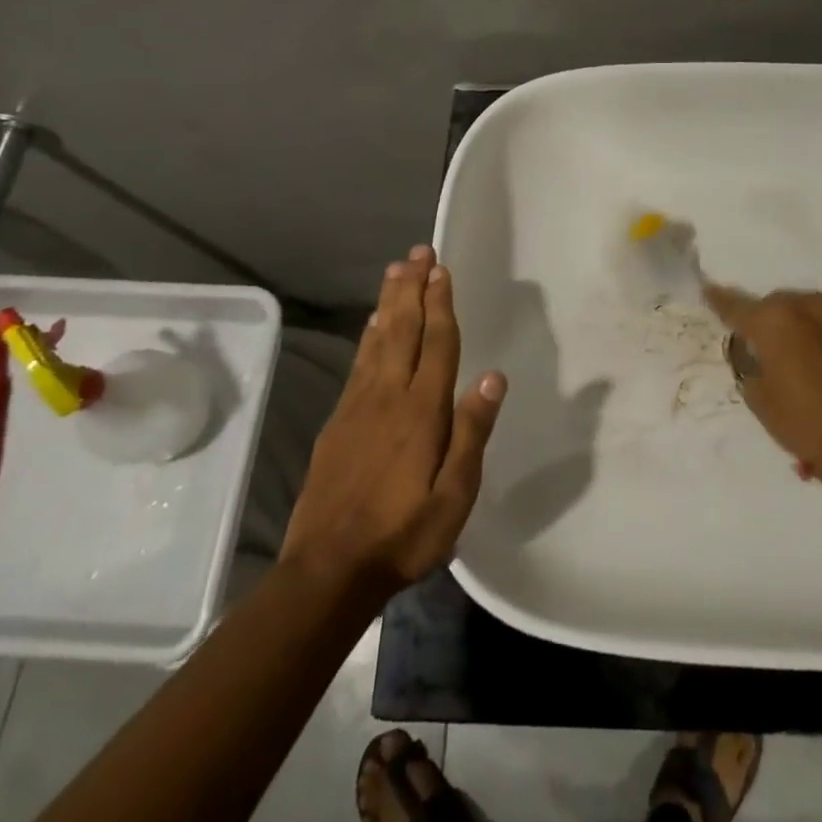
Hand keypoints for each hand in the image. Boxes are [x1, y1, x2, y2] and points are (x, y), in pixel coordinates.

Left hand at [282, 246, 505, 604]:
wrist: (328, 569)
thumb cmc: (404, 534)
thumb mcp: (455, 494)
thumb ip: (472, 431)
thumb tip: (493, 375)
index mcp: (422, 410)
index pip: (436, 343)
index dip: (440, 304)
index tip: (441, 269)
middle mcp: (389, 396)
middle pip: (403, 329)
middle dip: (412, 288)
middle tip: (417, 252)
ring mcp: (358, 406)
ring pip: (377, 340)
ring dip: (388, 302)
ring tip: (395, 271)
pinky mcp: (338, 421)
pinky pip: (358, 363)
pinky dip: (368, 335)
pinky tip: (372, 325)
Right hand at [703, 285, 821, 490]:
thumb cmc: (804, 422)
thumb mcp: (759, 398)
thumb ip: (751, 366)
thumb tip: (759, 356)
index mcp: (772, 321)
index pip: (736, 306)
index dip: (720, 301)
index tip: (710, 292)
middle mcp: (809, 307)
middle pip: (781, 304)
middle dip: (773, 320)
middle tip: (773, 346)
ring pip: (817, 311)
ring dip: (809, 326)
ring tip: (812, 356)